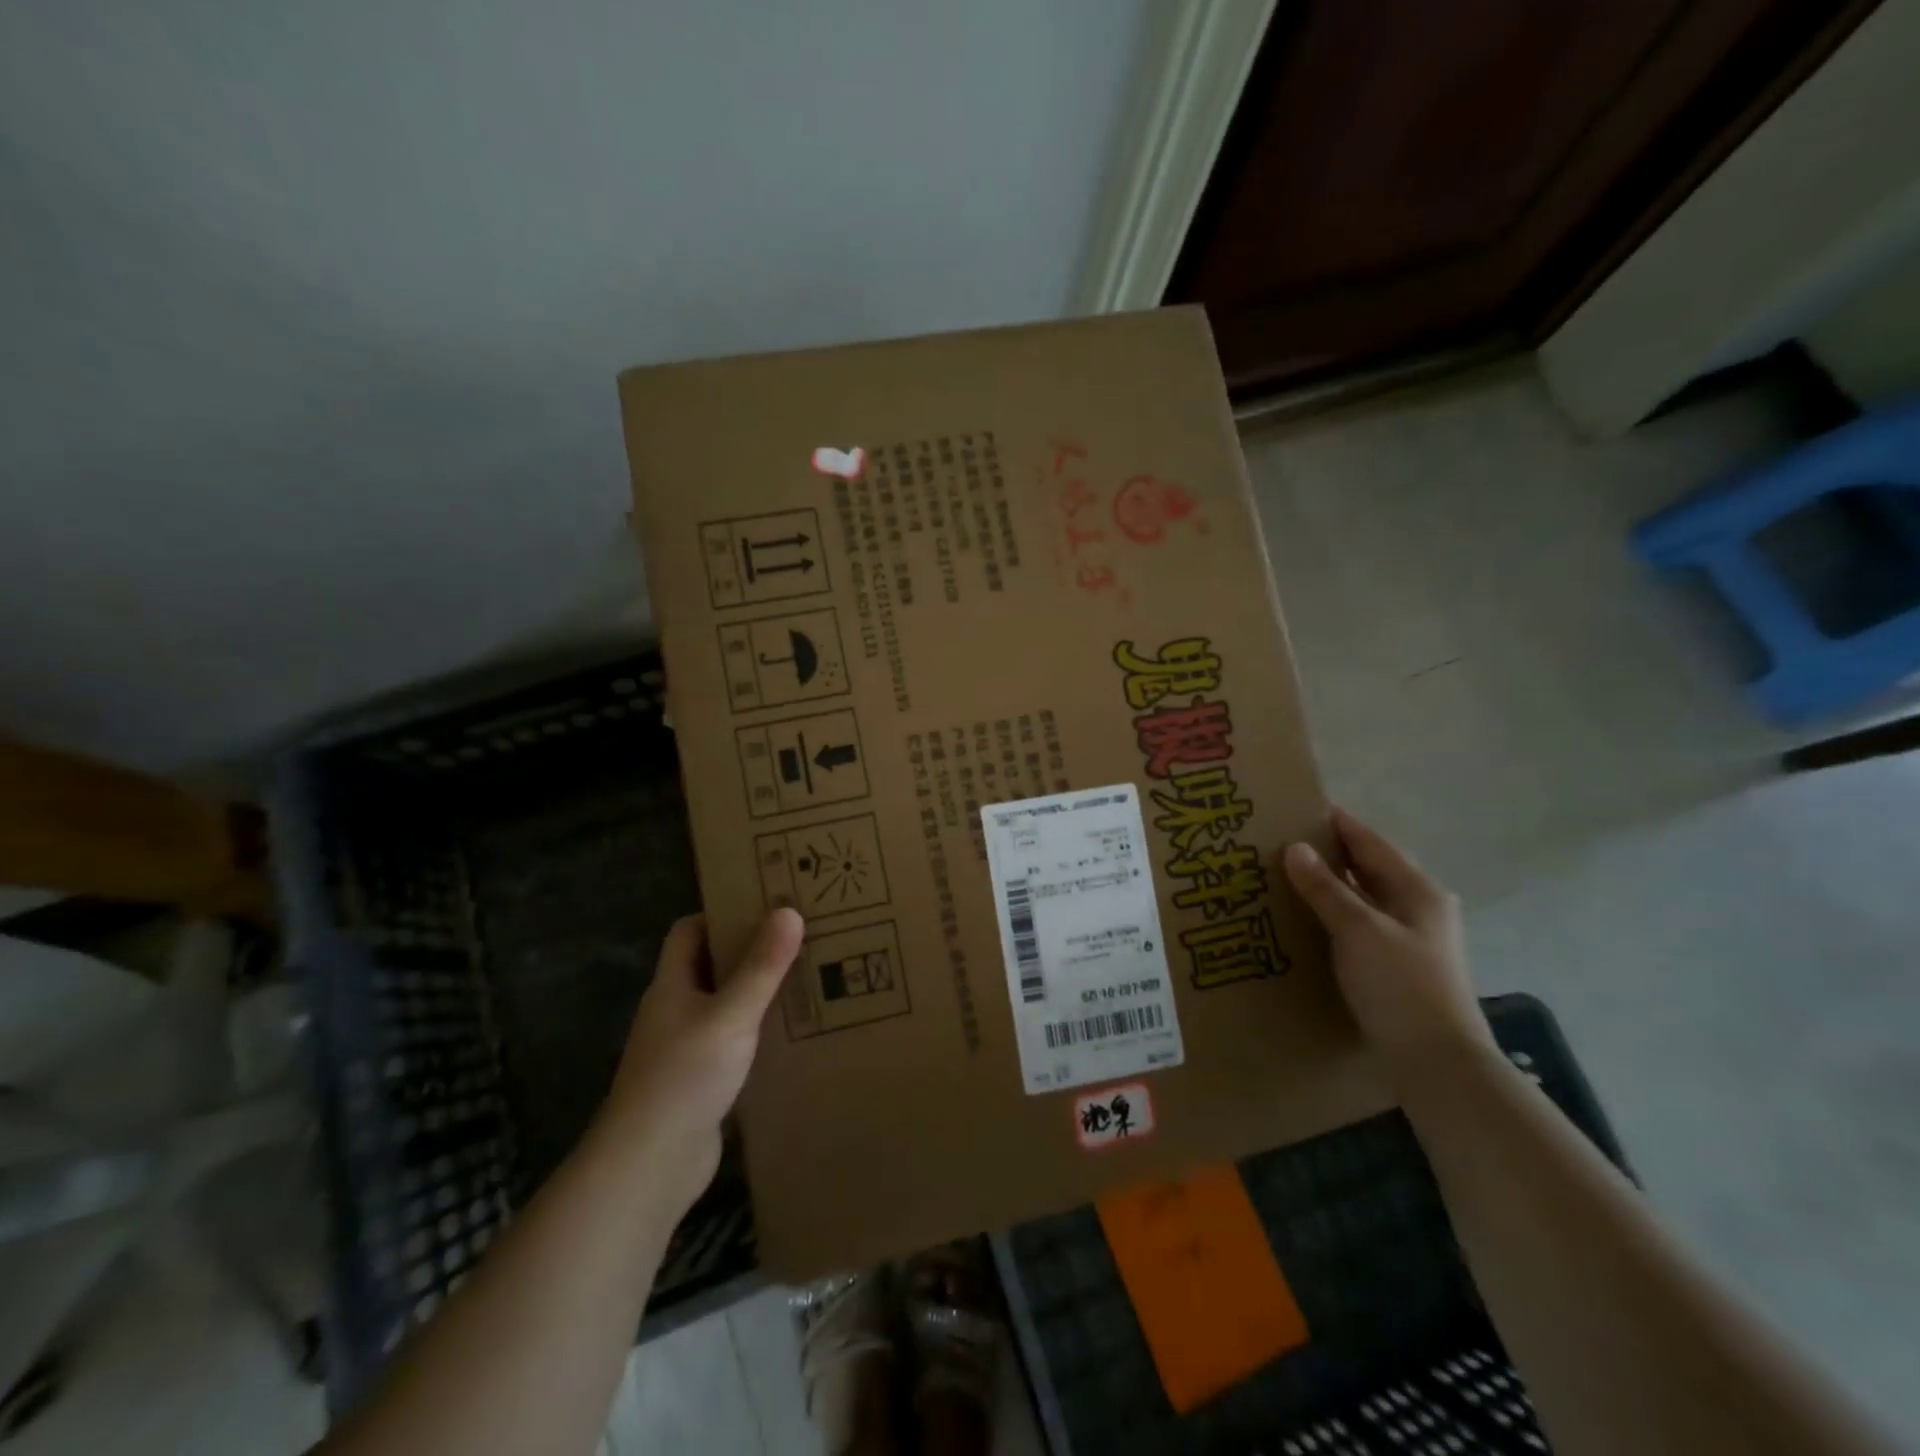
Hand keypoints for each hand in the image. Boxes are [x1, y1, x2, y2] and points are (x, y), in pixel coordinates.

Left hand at [598, 908, 804, 1211]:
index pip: (688, 932)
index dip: (722, 914)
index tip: (765, 906)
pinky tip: (789, 1035)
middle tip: (797, 939)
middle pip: (709, 966)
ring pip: (722, 1005)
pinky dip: (755, 1032)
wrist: (650, 1165)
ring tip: (803, 980)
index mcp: (671, 985)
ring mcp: (683, 1048)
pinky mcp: (698, 1081)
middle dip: (749, 951)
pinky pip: (730, 1042)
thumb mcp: (731, 1015)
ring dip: (755, 993)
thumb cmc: (685, 1077)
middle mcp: (673, 1010)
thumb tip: (789, 911)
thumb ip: (762, 966)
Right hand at [1283, 808, 1492, 1075]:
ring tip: (1286, 878)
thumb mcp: (1358, 930)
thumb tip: (1295, 847)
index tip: (1300, 807)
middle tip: (1282, 843)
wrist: (1437, 1062)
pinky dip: (1335, 916)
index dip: (1337, 823)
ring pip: (1364, 899)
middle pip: (1370, 869)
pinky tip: (1307, 921)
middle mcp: (1419, 908)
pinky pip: (1360, 927)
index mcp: (1418, 890)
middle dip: (1330, 854)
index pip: (1371, 842)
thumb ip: (1326, 888)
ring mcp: (1411, 940)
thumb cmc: (1401, 986)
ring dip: (1331, 887)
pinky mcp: (1399, 967)